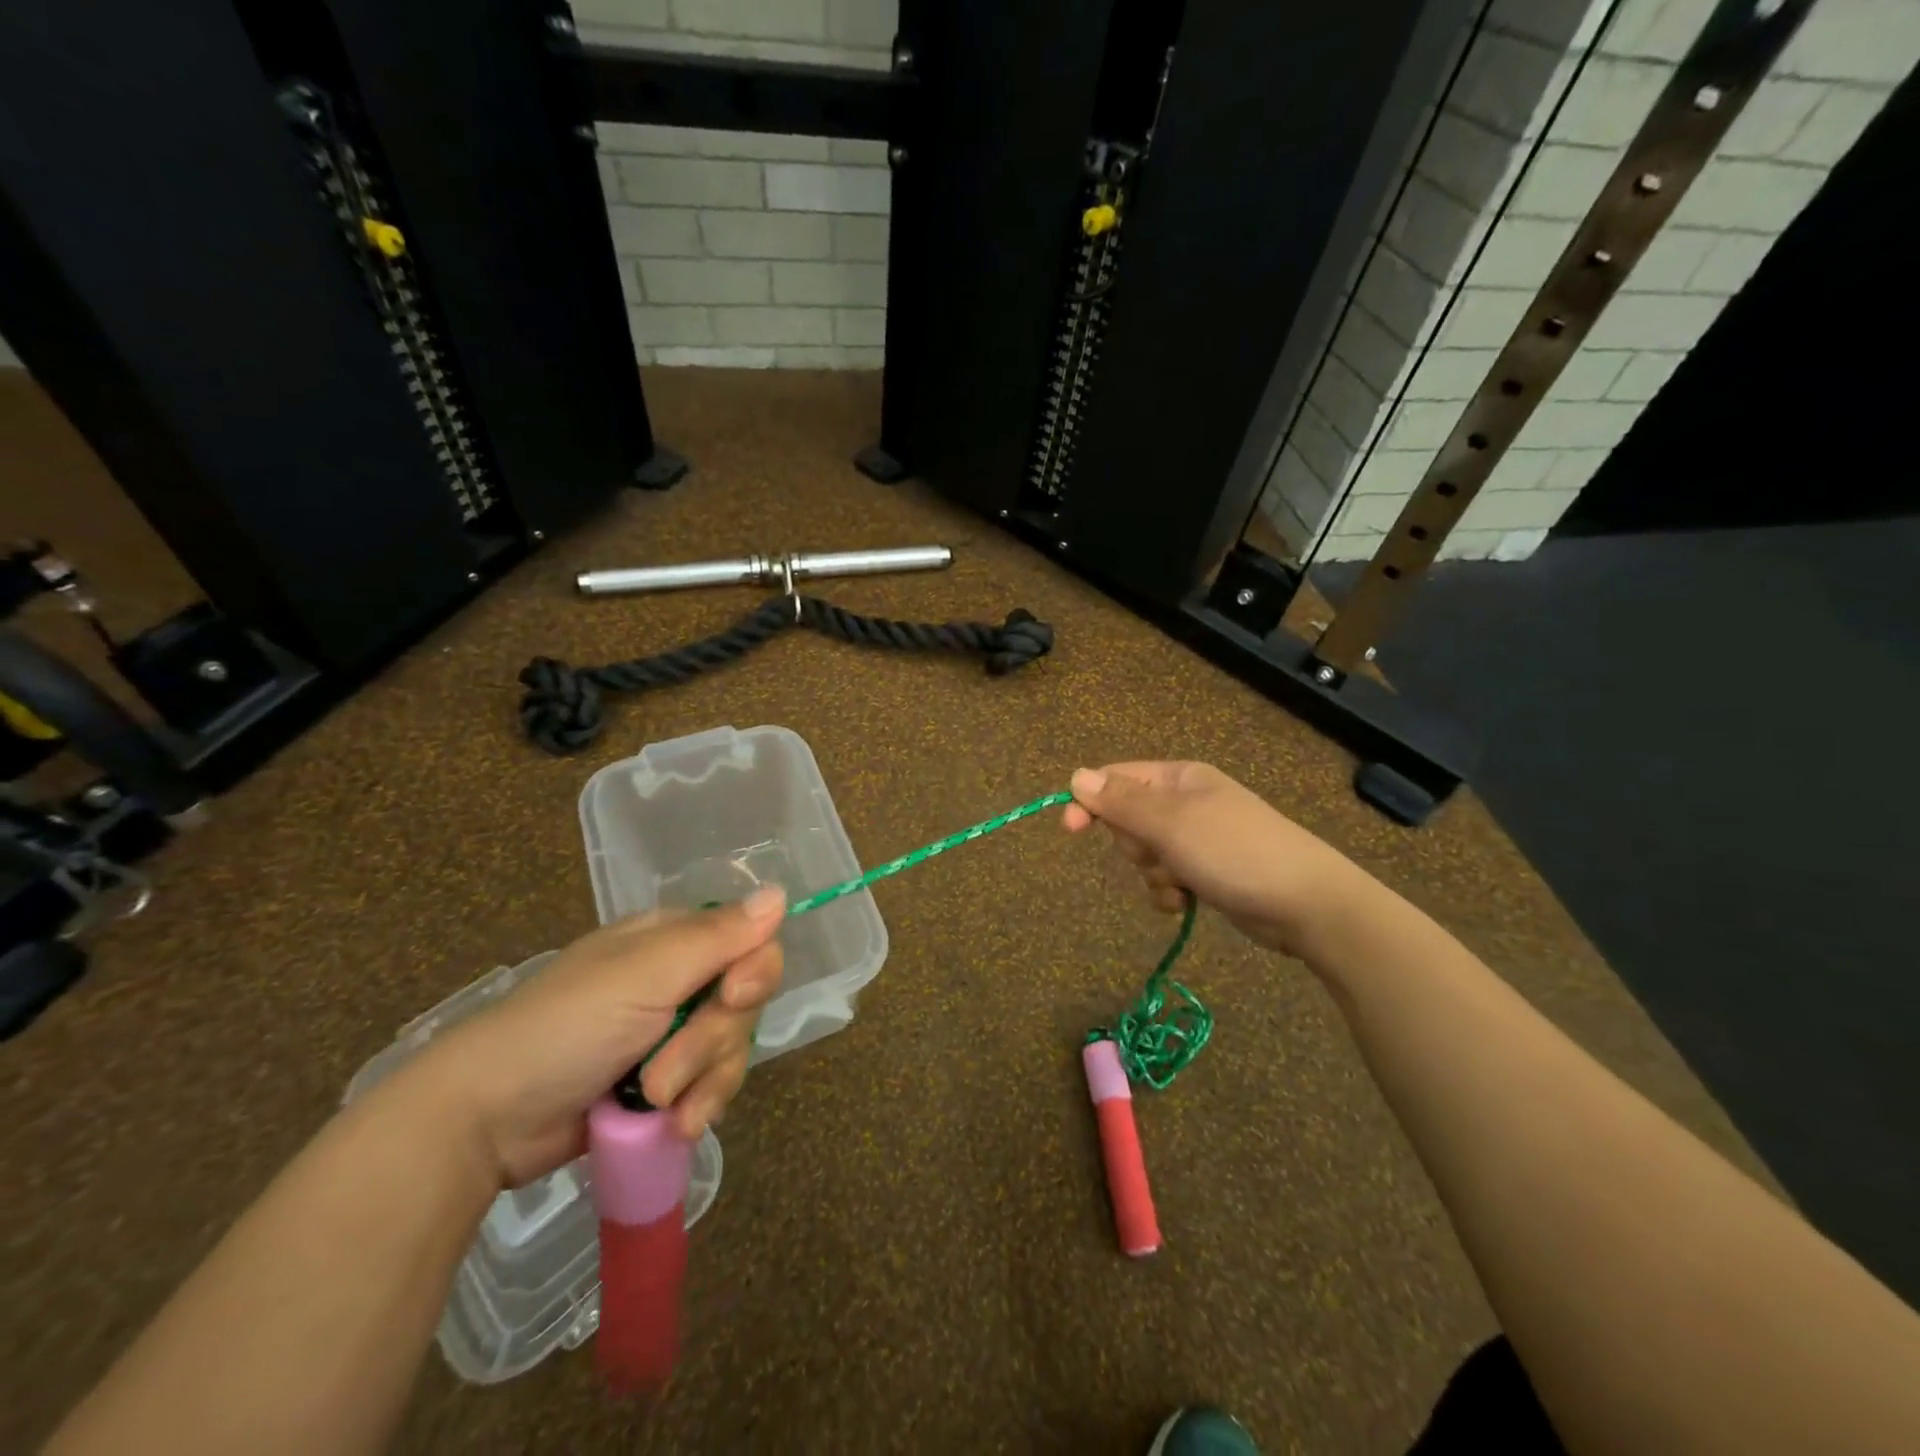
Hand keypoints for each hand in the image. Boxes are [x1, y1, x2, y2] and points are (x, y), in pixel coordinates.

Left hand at [408, 888, 785, 1187]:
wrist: (486, 1120)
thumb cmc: (565, 1027)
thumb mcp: (646, 974)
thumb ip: (719, 936)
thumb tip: (782, 893)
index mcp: (674, 941)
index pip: (751, 942)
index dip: (753, 972)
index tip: (730, 998)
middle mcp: (680, 980)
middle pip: (744, 1002)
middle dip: (713, 1042)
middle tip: (665, 1071)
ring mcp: (671, 1035)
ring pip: (732, 1049)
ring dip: (703, 1083)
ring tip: (656, 1106)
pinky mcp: (663, 1086)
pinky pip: (712, 1088)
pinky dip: (696, 1108)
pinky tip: (672, 1128)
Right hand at [1061, 761, 1368, 959]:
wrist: (1306, 904)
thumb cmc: (1234, 852)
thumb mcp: (1170, 823)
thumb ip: (1120, 801)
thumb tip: (1075, 775)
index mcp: (1178, 778)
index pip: (1116, 779)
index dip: (1090, 801)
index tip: (1070, 830)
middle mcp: (1186, 802)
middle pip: (1128, 819)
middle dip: (1135, 844)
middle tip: (1159, 855)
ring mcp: (1198, 838)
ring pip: (1145, 854)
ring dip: (1153, 873)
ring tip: (1181, 883)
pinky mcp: (1208, 871)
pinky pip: (1166, 877)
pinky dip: (1169, 891)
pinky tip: (1187, 902)